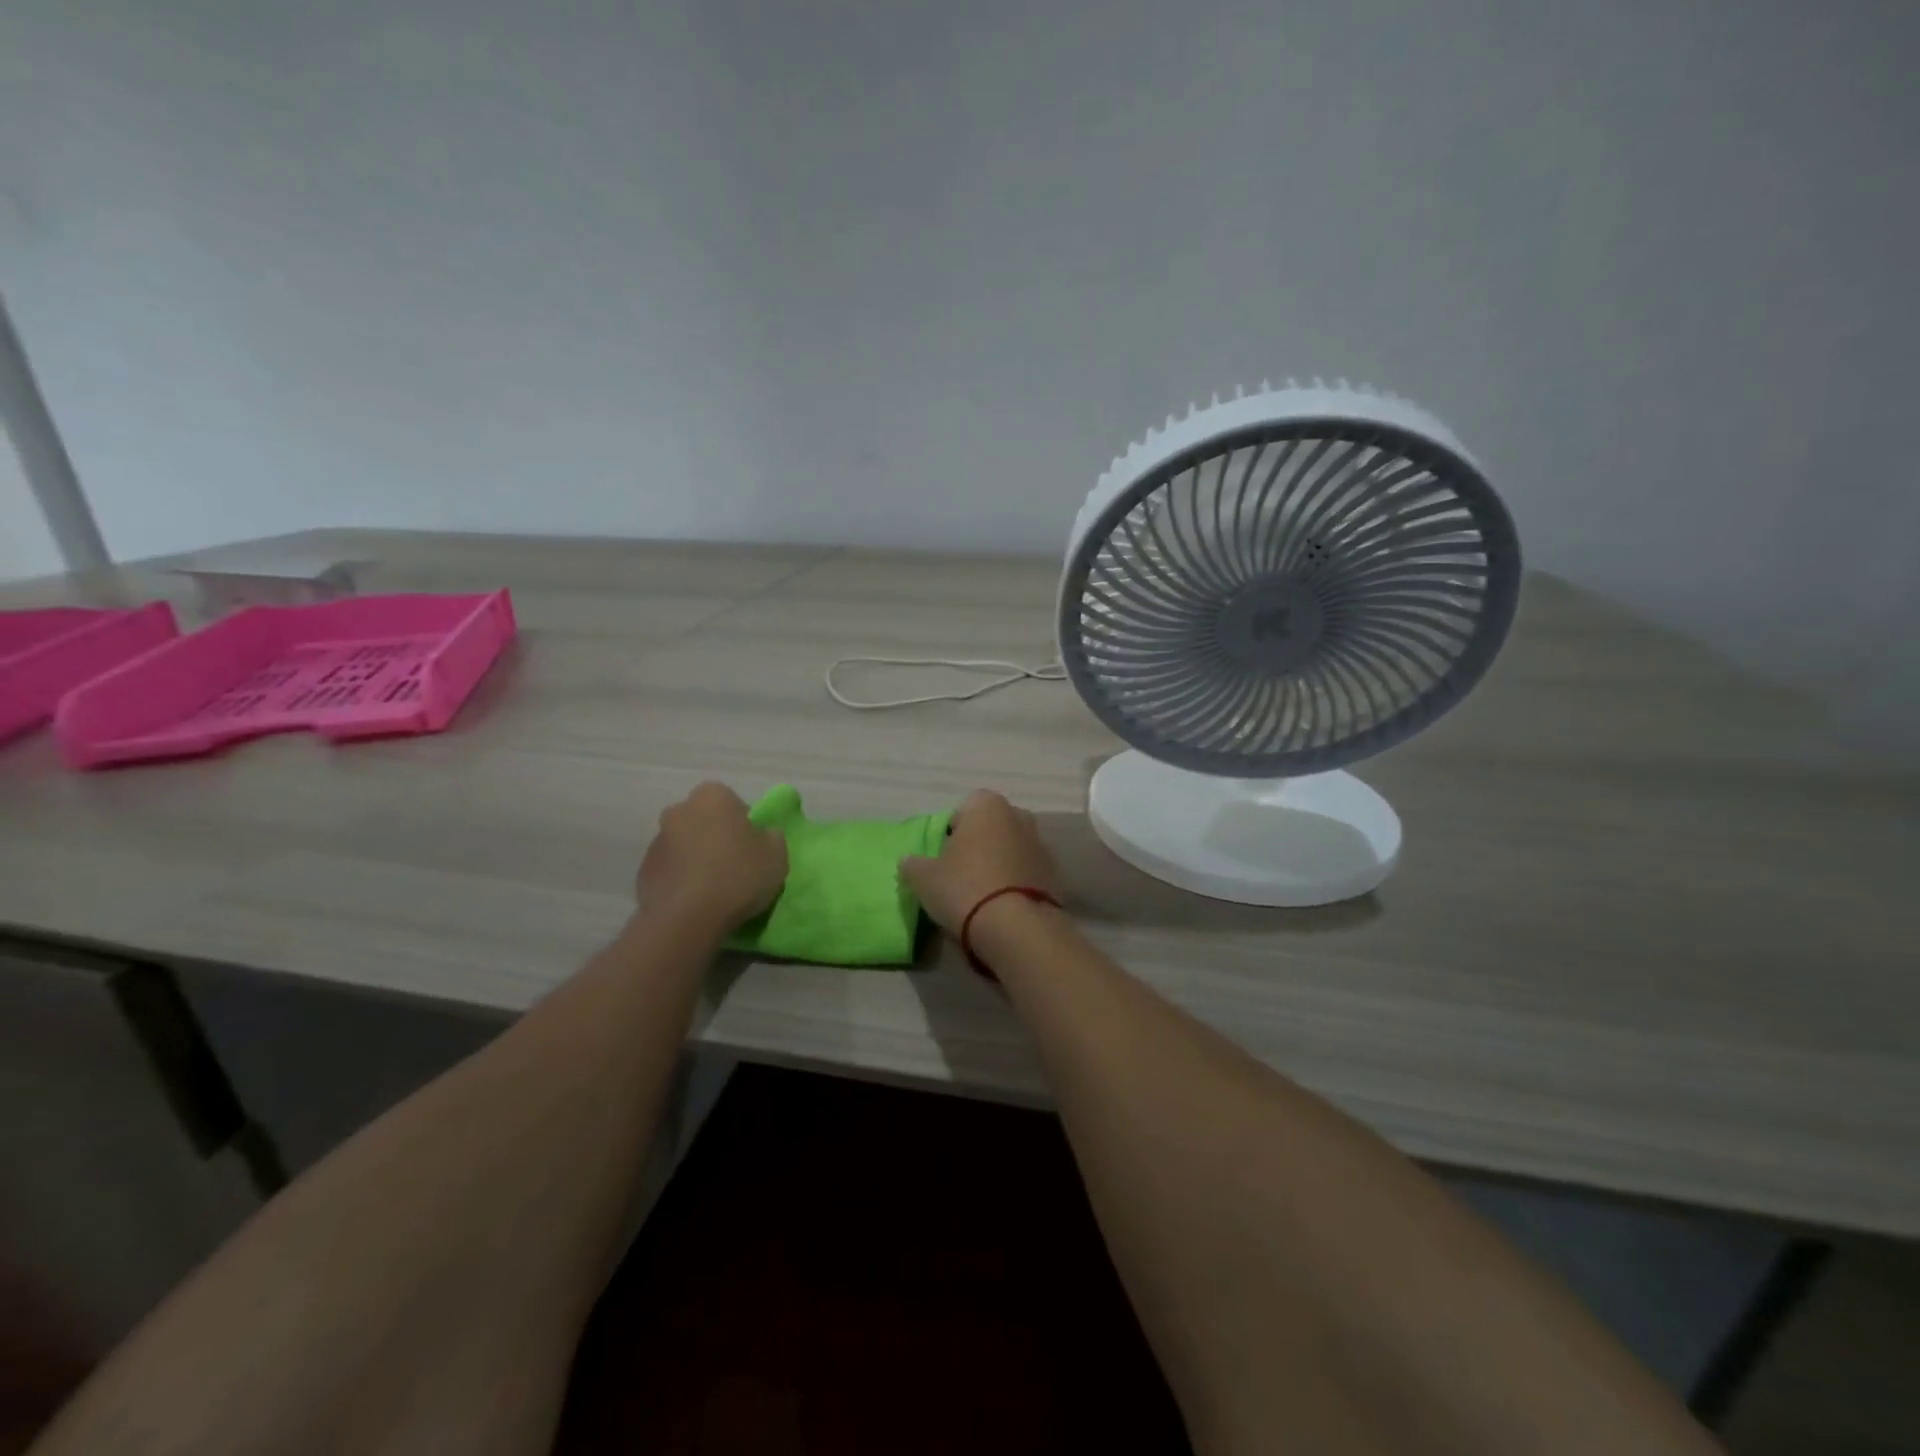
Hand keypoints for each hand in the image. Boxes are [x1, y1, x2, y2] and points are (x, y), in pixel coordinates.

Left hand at [637, 782, 786, 933]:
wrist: (687, 919)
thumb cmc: (738, 876)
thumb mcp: (777, 854)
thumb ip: (771, 837)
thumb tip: (763, 835)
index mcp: (712, 796)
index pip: (732, 802)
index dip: (744, 824)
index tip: (752, 848)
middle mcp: (679, 810)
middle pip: (703, 821)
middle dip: (715, 837)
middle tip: (733, 865)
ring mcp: (656, 841)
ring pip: (684, 845)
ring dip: (696, 858)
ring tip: (714, 890)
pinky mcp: (642, 872)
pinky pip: (670, 871)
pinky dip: (680, 880)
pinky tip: (695, 902)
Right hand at [900, 789, 1061, 935]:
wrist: (1016, 928)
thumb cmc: (964, 888)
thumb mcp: (923, 878)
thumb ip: (913, 864)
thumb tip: (909, 861)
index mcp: (987, 806)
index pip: (964, 808)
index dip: (951, 830)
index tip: (943, 856)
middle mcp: (1019, 816)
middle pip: (991, 827)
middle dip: (978, 844)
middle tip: (960, 874)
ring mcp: (1041, 845)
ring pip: (1011, 849)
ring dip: (999, 864)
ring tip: (981, 895)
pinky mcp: (1055, 875)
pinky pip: (1026, 873)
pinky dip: (1016, 883)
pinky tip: (1002, 907)